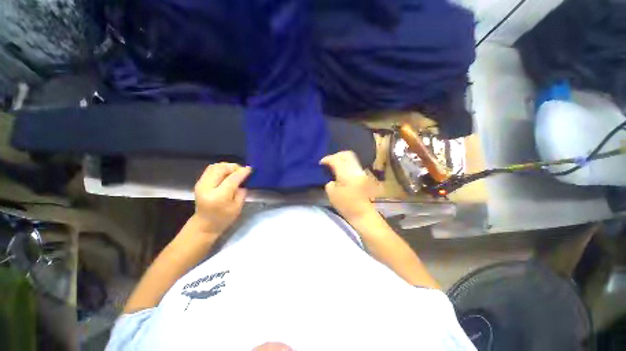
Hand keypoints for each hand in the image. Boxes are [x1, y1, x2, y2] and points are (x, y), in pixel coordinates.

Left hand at [193, 163, 251, 234]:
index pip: (232, 179)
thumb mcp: (238, 207)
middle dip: (234, 167)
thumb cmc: (224, 218)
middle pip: (221, 169)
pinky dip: (221, 168)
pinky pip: (211, 169)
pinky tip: (227, 173)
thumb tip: (245, 178)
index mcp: (219, 196)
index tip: (250, 169)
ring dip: (227, 166)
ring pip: (215, 166)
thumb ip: (242, 191)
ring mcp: (201, 184)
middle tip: (242, 171)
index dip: (242, 172)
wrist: (205, 224)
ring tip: (234, 171)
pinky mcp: (199, 182)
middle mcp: (207, 188)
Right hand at [320, 151, 376, 220]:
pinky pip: (354, 164)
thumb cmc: (346, 206)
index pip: (336, 160)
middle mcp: (355, 170)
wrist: (363, 214)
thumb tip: (332, 176)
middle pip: (346, 154)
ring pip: (351, 158)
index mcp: (346, 175)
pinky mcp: (363, 175)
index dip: (327, 159)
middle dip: (335, 156)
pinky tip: (341, 170)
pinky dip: (346, 164)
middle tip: (328, 162)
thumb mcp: (331, 194)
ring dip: (341, 159)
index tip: (321, 163)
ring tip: (334, 165)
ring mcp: (361, 172)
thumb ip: (330, 181)